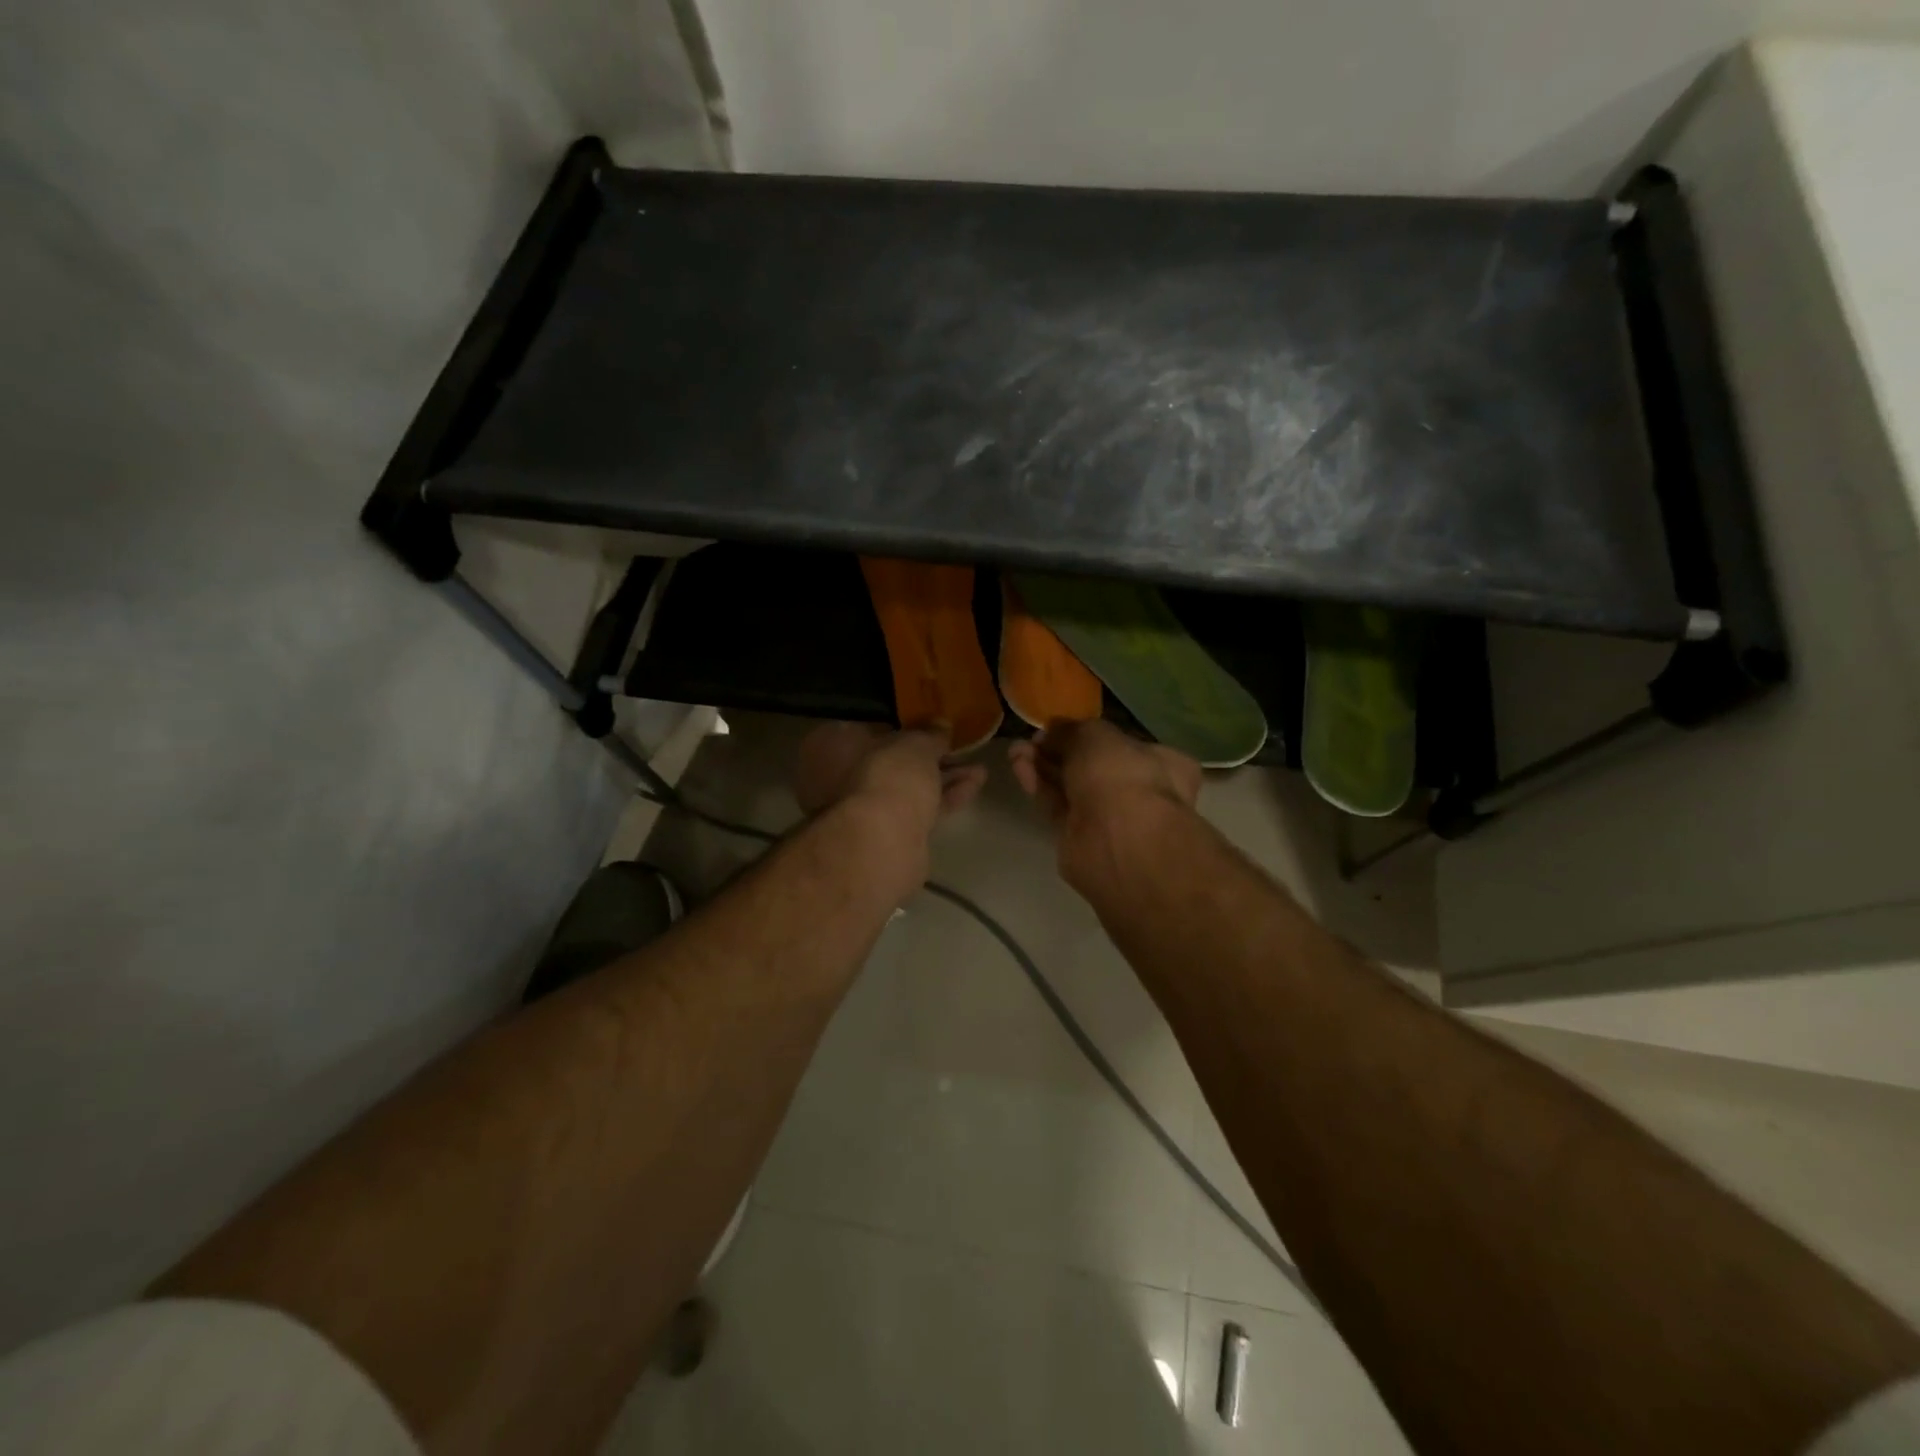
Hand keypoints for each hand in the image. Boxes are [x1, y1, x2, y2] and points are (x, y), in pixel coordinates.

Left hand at [795, 721, 988, 840]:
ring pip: (905, 788)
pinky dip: (943, 798)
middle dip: (925, 757)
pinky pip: (916, 810)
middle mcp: (835, 779)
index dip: (900, 727)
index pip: (865, 728)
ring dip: (941, 778)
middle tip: (956, 748)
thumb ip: (930, 734)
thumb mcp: (916, 743)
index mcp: (829, 746)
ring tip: (978, 767)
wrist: (882, 841)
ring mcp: (859, 812)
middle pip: (888, 762)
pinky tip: (974, 785)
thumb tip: (941, 725)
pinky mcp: (884, 837)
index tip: (928, 727)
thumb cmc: (887, 775)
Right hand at [1009, 720, 1200, 882]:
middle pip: (1090, 766)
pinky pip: (1057, 806)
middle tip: (1031, 740)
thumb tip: (1053, 730)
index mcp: (1158, 761)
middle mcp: (1137, 790)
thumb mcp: (1096, 735)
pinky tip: (1019, 767)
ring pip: (1071, 787)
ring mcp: (1109, 818)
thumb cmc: (1122, 776)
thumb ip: (1072, 731)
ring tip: (1015, 750)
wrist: (1120, 841)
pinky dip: (1039, 786)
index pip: (1120, 743)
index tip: (1057, 728)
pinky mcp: (1080, 839)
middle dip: (1059, 751)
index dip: (1086, 734)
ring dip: (1043, 767)